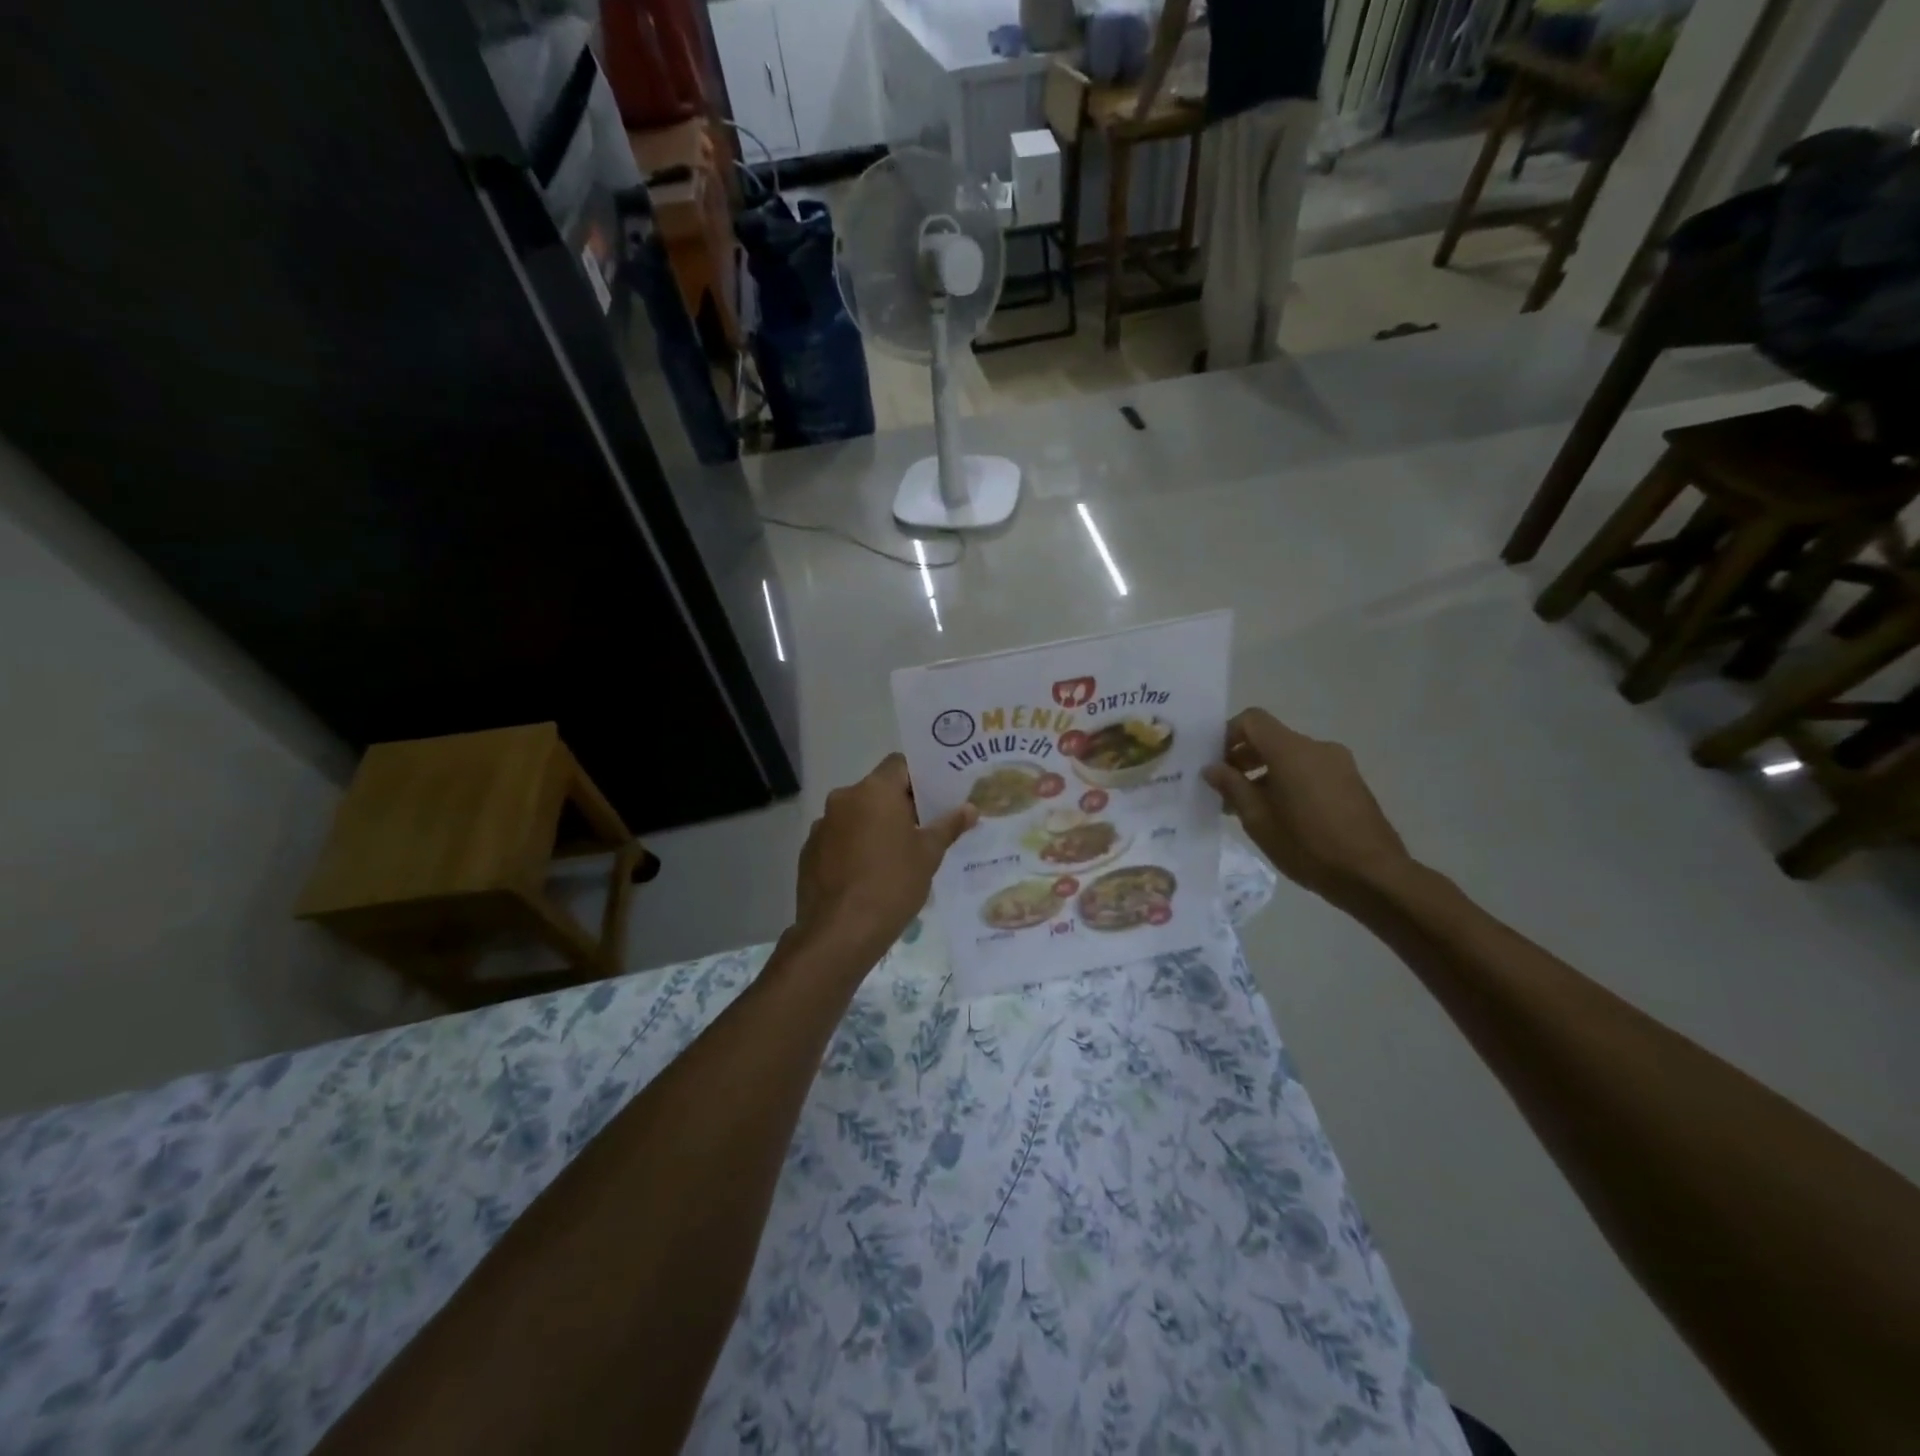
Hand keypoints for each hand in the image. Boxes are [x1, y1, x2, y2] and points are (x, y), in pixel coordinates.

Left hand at [792, 755, 976, 963]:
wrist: (840, 932)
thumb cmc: (892, 884)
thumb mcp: (929, 855)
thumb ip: (948, 826)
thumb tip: (969, 808)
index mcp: (874, 791)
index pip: (899, 764)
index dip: (919, 777)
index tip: (936, 797)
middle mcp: (844, 799)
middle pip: (877, 790)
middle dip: (899, 805)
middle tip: (924, 828)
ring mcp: (822, 825)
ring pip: (856, 815)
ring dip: (874, 826)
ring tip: (895, 856)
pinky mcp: (809, 852)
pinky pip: (838, 838)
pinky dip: (854, 847)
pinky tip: (867, 875)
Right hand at [1202, 710, 1413, 907]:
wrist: (1373, 875)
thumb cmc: (1307, 846)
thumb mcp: (1258, 819)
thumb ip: (1232, 787)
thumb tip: (1212, 768)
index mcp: (1291, 751)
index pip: (1252, 720)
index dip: (1227, 735)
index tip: (1215, 763)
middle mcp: (1316, 747)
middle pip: (1271, 738)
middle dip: (1243, 757)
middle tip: (1225, 789)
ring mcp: (1338, 764)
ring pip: (1290, 756)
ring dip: (1265, 772)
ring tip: (1250, 807)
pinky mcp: (1351, 782)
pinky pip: (1310, 770)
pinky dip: (1288, 781)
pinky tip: (1281, 814)